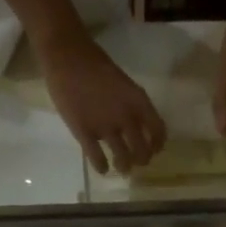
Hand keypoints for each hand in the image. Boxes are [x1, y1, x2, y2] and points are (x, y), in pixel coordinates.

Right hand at [36, 31, 166, 175]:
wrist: (67, 56)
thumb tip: (137, 125)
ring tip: (123, 168)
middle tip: (137, 162)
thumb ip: (133, 104)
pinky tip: (103, 169)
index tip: (155, 149)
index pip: (158, 132)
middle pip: (141, 150)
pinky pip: (97, 158)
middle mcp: (126, 117)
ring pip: (122, 158)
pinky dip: (102, 167)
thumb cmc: (95, 65)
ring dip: (124, 167)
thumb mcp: (124, 83)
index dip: (158, 144)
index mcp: (139, 102)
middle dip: (142, 160)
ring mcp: (105, 127)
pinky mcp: (84, 133)